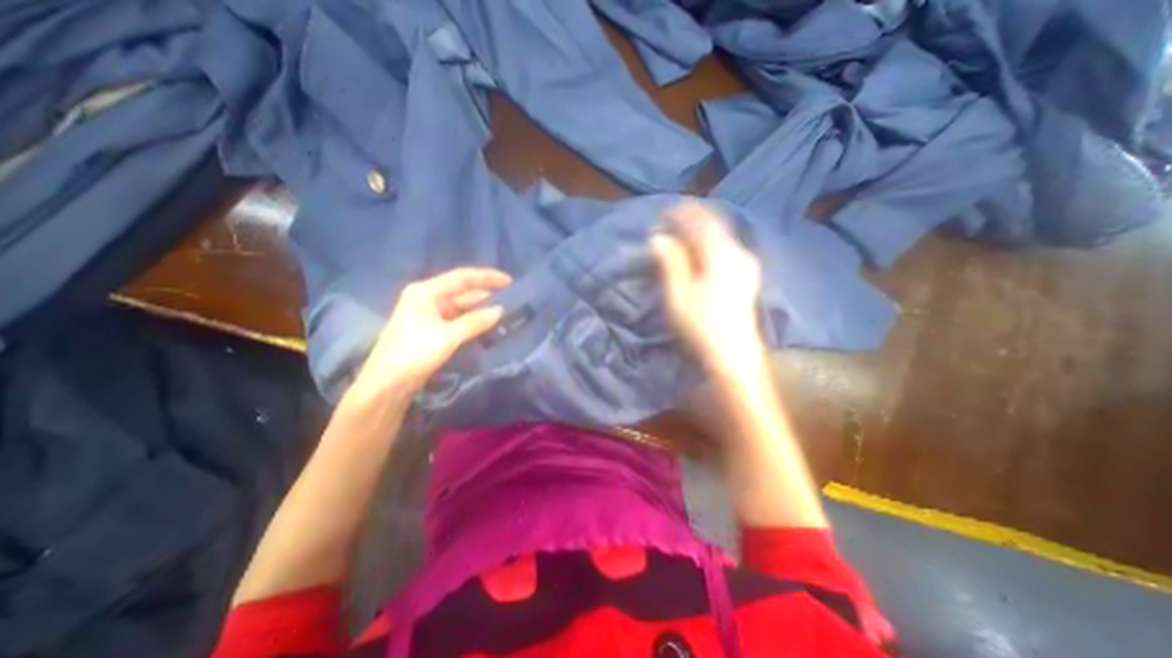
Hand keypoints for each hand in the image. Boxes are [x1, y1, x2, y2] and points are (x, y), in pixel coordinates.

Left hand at [351, 264, 508, 396]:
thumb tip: (500, 310)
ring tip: (504, 311)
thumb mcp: (448, 336)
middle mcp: (426, 298)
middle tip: (511, 298)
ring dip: (480, 309)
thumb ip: (475, 321)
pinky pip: (457, 319)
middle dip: (486, 294)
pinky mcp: (431, 330)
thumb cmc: (414, 353)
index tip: (509, 281)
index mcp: (426, 292)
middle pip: (461, 291)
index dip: (487, 277)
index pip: (462, 277)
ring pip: (460, 306)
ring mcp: (428, 314)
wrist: (386, 384)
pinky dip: (472, 321)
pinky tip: (487, 325)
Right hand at [645, 202, 765, 379]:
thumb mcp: (679, 292)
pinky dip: (709, 245)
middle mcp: (739, 252)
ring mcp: (746, 266)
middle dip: (692, 220)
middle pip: (714, 226)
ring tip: (681, 235)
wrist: (733, 354)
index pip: (702, 221)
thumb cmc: (701, 323)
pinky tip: (699, 252)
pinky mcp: (747, 278)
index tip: (663, 213)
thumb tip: (659, 238)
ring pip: (721, 238)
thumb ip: (671, 261)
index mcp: (722, 253)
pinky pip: (726, 250)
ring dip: (700, 233)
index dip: (682, 213)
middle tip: (670, 222)